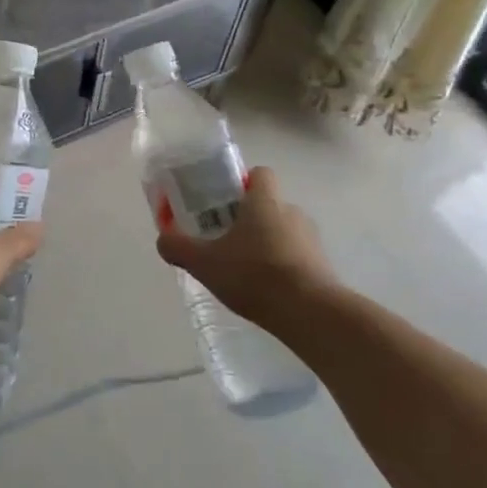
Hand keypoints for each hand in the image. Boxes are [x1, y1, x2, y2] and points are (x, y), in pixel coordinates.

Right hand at [155, 167, 338, 325]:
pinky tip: (264, 289)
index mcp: (264, 201)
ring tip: (244, 270)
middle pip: (268, 204)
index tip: (224, 201)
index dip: (242, 183)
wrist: (310, 313)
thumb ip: (178, 247)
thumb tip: (164, 238)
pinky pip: (296, 257)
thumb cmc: (254, 274)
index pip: (260, 174)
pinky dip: (281, 267)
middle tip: (224, 239)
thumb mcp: (203, 262)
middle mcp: (291, 212)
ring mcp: (311, 240)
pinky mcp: (323, 267)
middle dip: (248, 219)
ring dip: (266, 244)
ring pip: (283, 232)